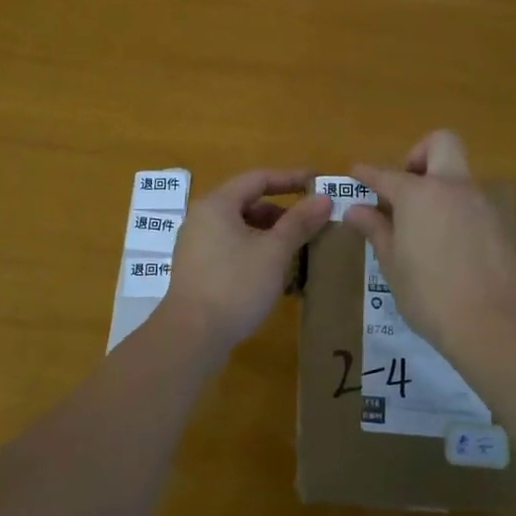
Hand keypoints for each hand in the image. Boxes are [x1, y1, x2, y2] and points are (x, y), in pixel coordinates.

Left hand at [158, 168, 331, 356]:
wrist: (191, 336)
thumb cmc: (235, 285)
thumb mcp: (274, 252)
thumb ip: (299, 222)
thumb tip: (324, 198)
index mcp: (217, 205)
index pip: (258, 179)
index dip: (290, 178)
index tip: (318, 182)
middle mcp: (202, 218)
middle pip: (248, 204)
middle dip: (283, 212)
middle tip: (313, 223)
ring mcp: (197, 246)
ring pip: (241, 229)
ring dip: (271, 235)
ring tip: (299, 250)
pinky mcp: (198, 270)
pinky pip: (232, 249)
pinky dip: (256, 253)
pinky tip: (277, 273)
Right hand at [344, 131, 515, 355]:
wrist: (493, 322)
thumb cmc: (429, 293)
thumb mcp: (392, 263)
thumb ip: (376, 229)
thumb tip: (356, 209)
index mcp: (419, 194)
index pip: (385, 174)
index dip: (366, 172)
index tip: (355, 173)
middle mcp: (451, 187)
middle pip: (441, 143)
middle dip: (418, 155)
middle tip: (403, 189)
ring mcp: (479, 203)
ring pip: (457, 174)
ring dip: (437, 185)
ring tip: (418, 224)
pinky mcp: (497, 224)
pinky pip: (469, 201)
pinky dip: (452, 208)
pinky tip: (442, 243)